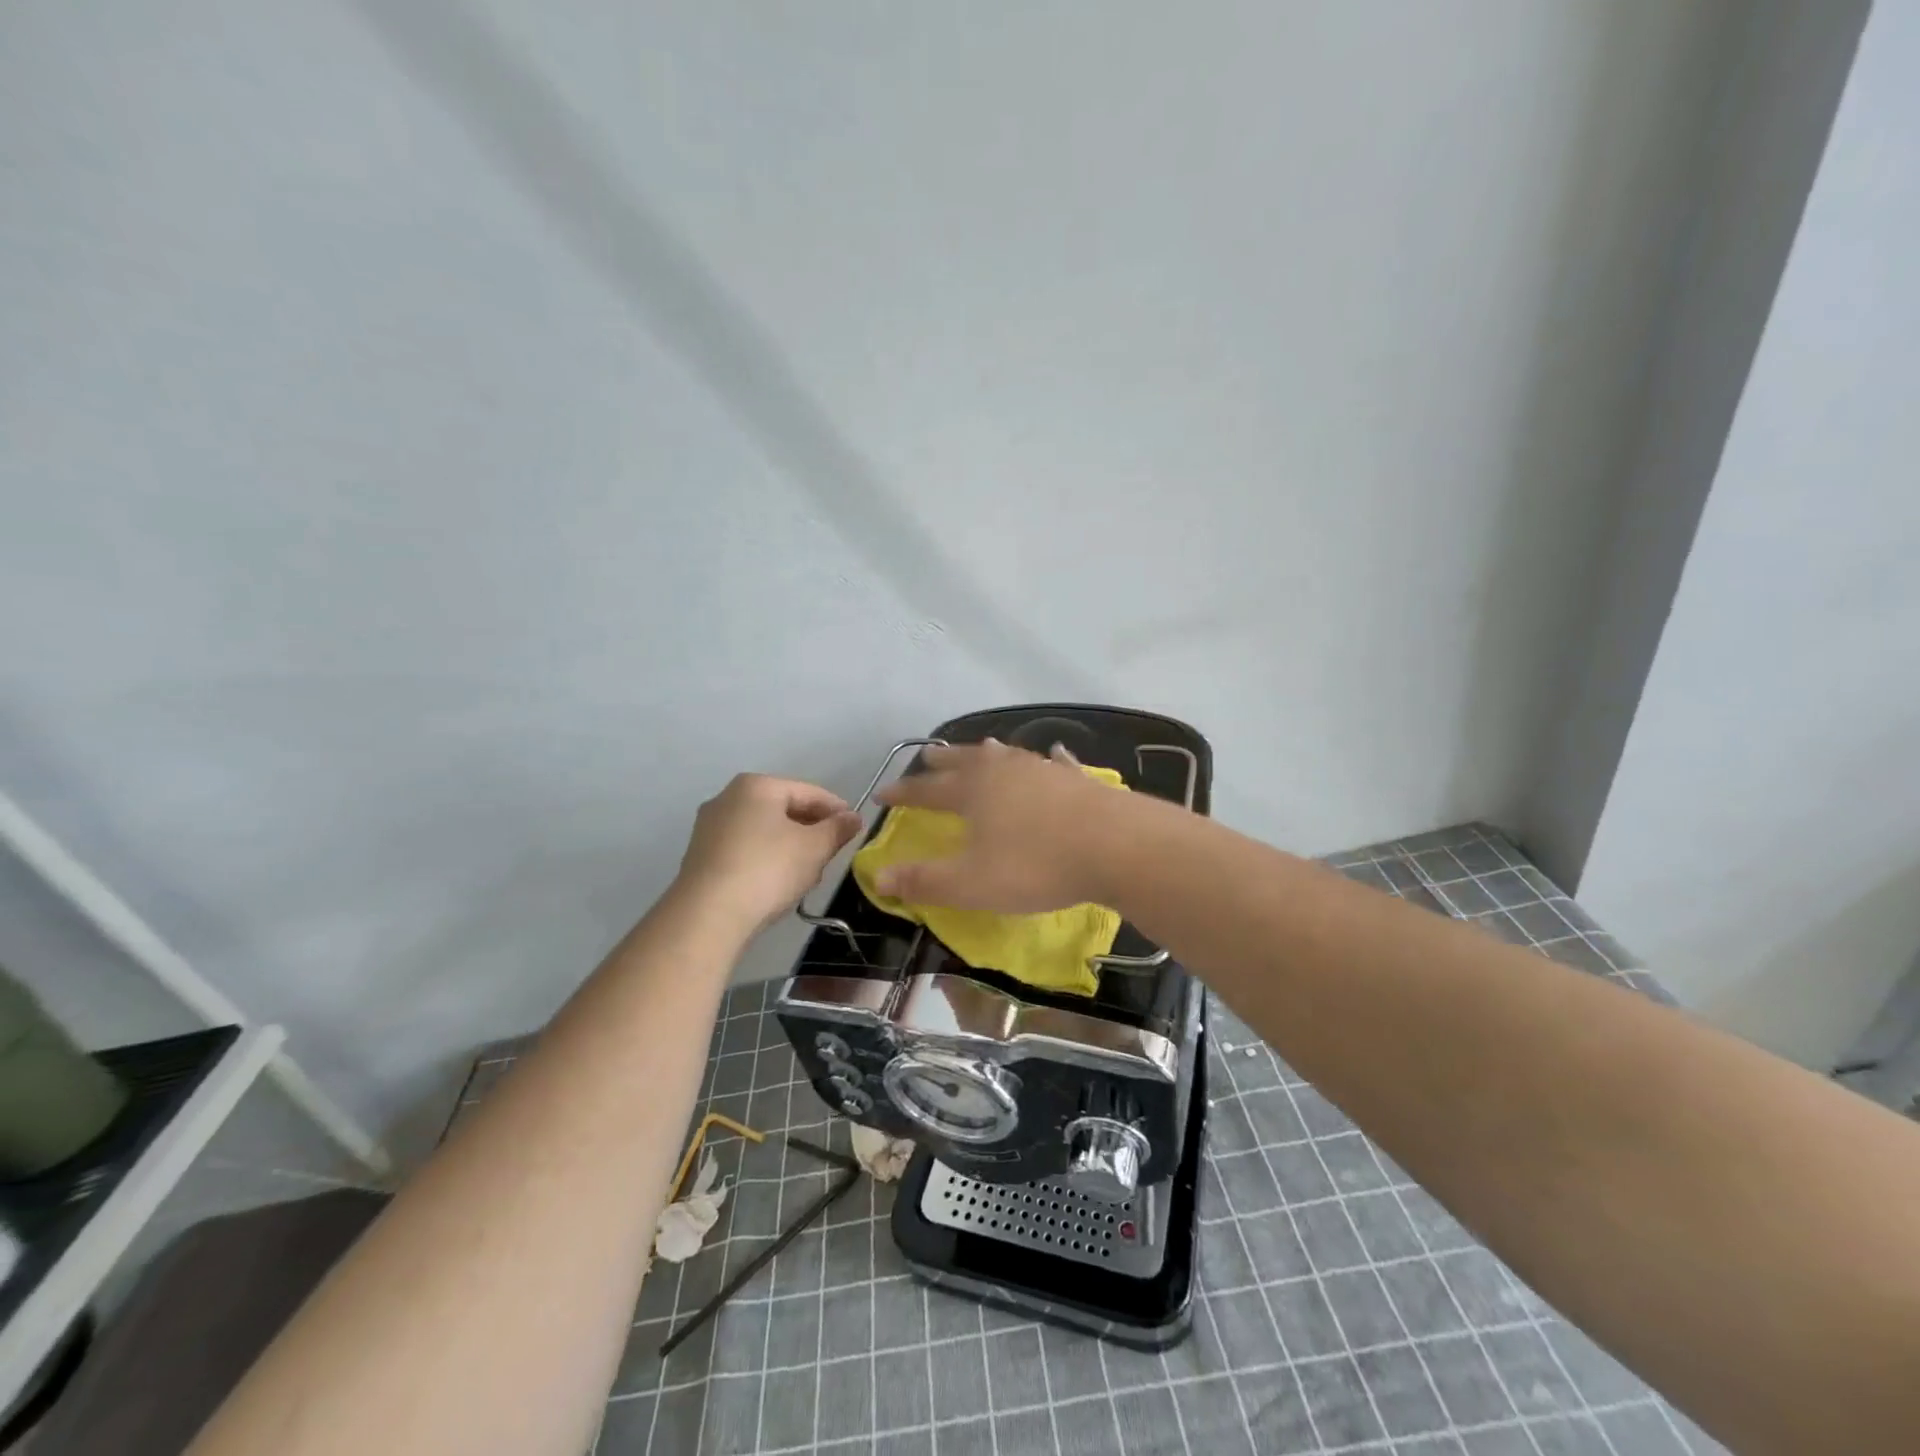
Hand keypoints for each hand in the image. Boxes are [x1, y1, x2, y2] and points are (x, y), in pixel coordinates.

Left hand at [675, 774, 862, 933]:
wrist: (708, 916)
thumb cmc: (768, 870)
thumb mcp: (814, 848)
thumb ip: (837, 829)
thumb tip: (853, 817)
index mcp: (757, 785)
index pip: (808, 792)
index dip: (836, 809)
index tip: (855, 828)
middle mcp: (728, 797)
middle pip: (784, 809)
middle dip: (811, 829)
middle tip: (832, 852)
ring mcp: (709, 827)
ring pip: (764, 830)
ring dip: (790, 846)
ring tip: (808, 872)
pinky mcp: (700, 856)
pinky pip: (745, 848)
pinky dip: (765, 859)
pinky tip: (777, 882)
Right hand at [871, 740, 1126, 911]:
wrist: (1115, 846)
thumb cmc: (1036, 865)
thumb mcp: (972, 884)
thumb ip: (924, 881)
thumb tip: (878, 877)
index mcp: (973, 791)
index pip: (927, 790)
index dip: (903, 793)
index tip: (882, 793)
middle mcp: (1003, 771)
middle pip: (965, 761)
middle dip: (942, 762)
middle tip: (927, 757)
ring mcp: (1042, 770)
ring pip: (1007, 755)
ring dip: (988, 753)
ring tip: (981, 747)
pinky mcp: (1077, 779)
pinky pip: (1055, 763)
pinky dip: (1048, 759)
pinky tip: (1053, 754)